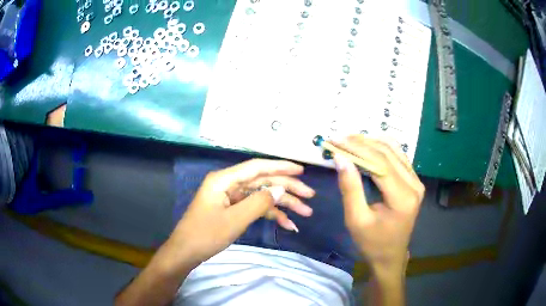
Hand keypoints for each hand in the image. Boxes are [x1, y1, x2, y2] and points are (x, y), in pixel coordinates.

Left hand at [167, 159, 314, 268]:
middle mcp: (229, 184)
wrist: (186, 252)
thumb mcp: (235, 220)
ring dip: (283, 204)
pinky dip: (271, 215)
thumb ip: (259, 202)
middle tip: (310, 196)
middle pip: (263, 181)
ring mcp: (231, 197)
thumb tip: (281, 189)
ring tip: (305, 213)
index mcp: (224, 179)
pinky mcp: (233, 209)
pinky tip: (287, 224)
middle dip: (287, 189)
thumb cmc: (206, 234)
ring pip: (262, 195)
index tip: (301, 170)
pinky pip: (255, 208)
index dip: (281, 166)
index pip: (257, 167)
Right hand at [332, 135, 424, 276]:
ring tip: (350, 139)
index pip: (379, 163)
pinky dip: (382, 149)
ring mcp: (416, 182)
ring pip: (394, 151)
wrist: (390, 256)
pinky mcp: (414, 182)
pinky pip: (399, 158)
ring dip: (372, 142)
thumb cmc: (372, 243)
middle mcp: (414, 185)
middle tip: (339, 138)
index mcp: (402, 197)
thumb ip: (350, 188)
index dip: (356, 148)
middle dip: (362, 142)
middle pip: (388, 153)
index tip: (335, 140)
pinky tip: (368, 145)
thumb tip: (340, 158)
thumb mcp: (356, 219)